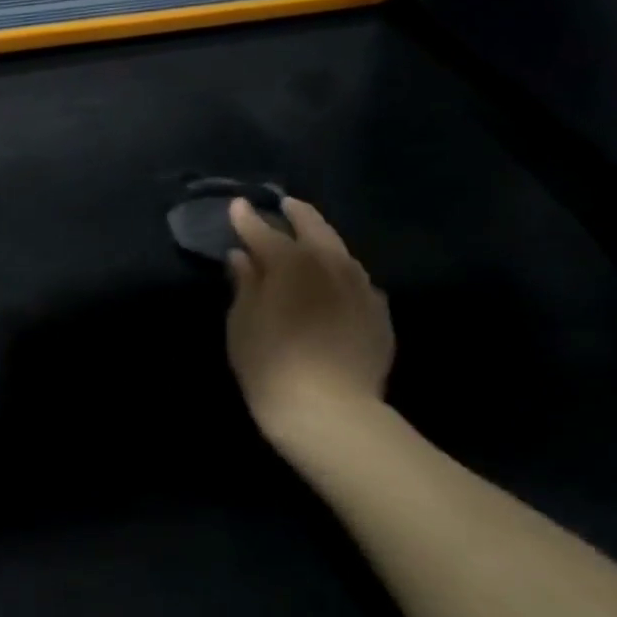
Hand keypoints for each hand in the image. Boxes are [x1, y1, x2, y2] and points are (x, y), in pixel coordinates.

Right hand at [227, 197, 394, 434]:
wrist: (329, 410)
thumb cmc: (270, 364)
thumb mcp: (242, 323)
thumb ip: (244, 284)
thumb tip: (242, 257)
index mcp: (292, 263)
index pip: (264, 232)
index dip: (247, 219)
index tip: (237, 205)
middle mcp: (332, 265)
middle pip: (314, 229)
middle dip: (298, 214)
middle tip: (286, 205)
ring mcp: (362, 288)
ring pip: (341, 253)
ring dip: (323, 242)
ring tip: (311, 240)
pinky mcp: (379, 313)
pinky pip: (357, 282)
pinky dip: (341, 274)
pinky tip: (335, 283)